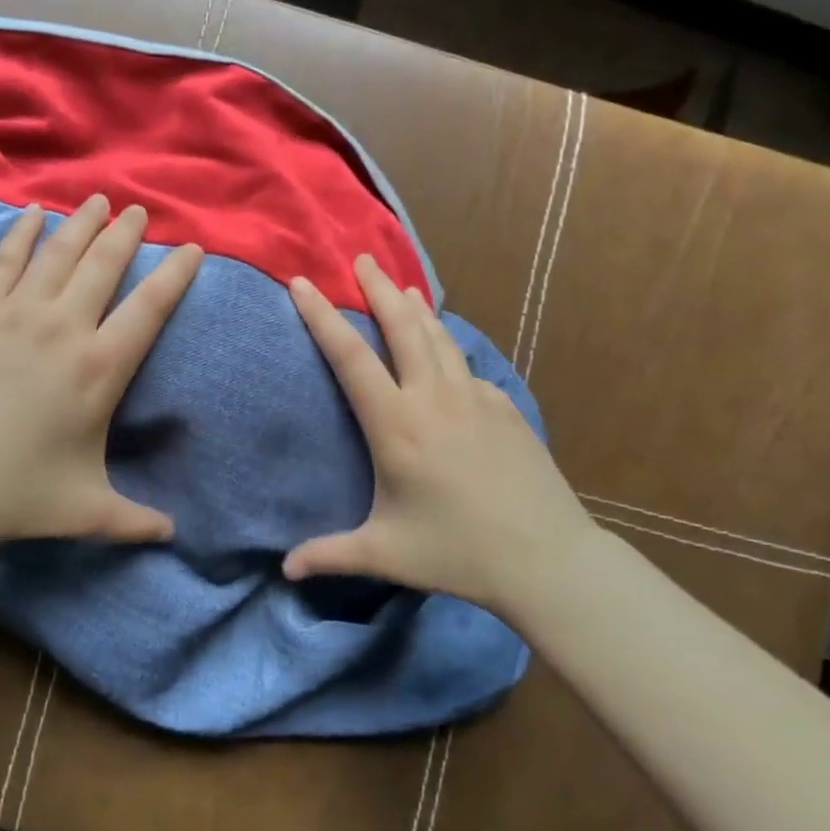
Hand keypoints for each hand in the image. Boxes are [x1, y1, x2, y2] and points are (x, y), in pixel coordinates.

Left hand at [0, 194, 201, 551]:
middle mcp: (64, 328)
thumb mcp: (87, 511)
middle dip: (128, 234)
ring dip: (83, 223)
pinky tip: (33, 214)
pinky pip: (4, 259)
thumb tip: (172, 536)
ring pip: (58, 253)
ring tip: (99, 200)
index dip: (176, 274)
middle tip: (141, 209)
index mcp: (101, 369)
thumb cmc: (16, 495)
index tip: (192, 249)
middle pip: (105, 265)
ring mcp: (14, 313)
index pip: (150, 307)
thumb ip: (135, 520)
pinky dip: (21, 232)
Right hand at [283, 254, 597, 615]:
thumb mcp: (385, 554)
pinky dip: (447, 345)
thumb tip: (284, 571)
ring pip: (438, 336)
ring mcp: (474, 397)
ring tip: (403, 285)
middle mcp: (434, 398)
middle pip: (401, 326)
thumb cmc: (456, 553)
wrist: (545, 557)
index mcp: (397, 425)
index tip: (302, 283)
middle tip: (362, 259)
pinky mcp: (503, 406)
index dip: (322, 317)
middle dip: (378, 288)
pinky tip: (445, 350)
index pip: (350, 357)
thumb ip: (330, 555)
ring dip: (416, 307)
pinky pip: (465, 365)